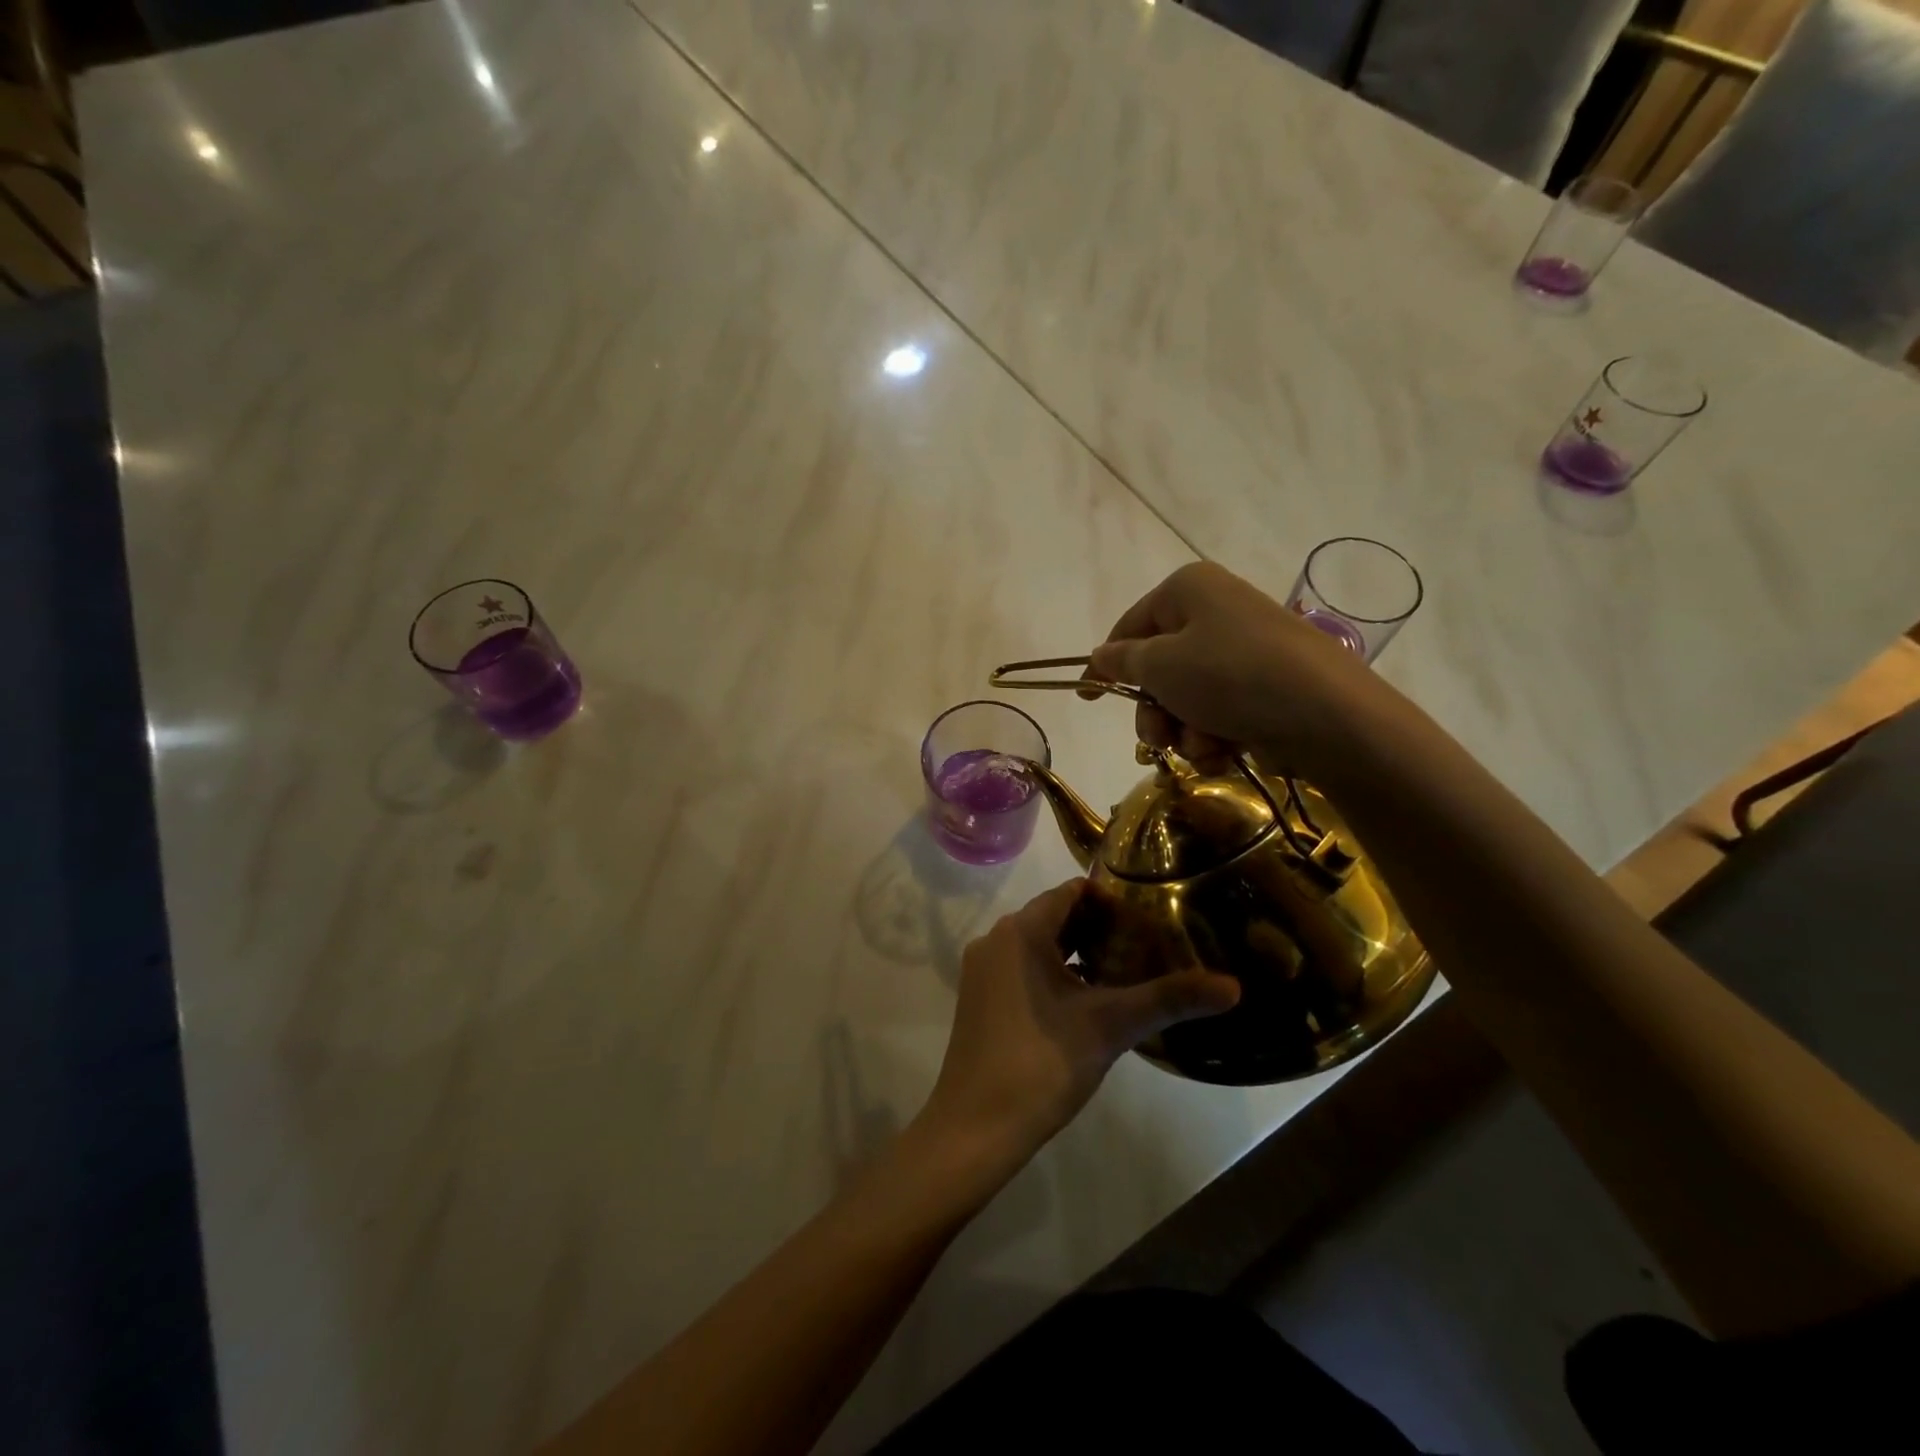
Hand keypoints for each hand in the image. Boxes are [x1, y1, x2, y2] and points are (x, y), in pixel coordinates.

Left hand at [918, 880, 1240, 1163]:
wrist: (976, 1126)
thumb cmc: (1042, 1063)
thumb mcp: (1111, 1026)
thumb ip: (1170, 1000)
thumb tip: (1233, 987)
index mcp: (1021, 930)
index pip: (1071, 892)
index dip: (1112, 901)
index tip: (1150, 918)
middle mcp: (997, 939)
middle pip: (1055, 916)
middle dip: (1100, 928)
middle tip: (1147, 946)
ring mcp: (983, 969)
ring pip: (1039, 945)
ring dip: (1078, 953)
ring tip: (1125, 972)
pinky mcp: (980, 997)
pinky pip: (1023, 968)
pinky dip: (1055, 974)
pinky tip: (1087, 1002)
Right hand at [1082, 561, 1382, 778]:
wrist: (1327, 715)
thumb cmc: (1230, 676)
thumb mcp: (1161, 665)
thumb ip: (1122, 661)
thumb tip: (1100, 655)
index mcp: (1188, 589)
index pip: (1129, 626)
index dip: (1104, 665)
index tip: (1087, 698)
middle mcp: (1217, 611)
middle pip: (1159, 668)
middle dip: (1154, 712)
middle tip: (1158, 738)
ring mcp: (1245, 650)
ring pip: (1188, 697)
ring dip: (1185, 731)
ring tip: (1205, 747)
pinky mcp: (1268, 685)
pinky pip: (1221, 711)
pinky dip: (1216, 737)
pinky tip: (1226, 752)